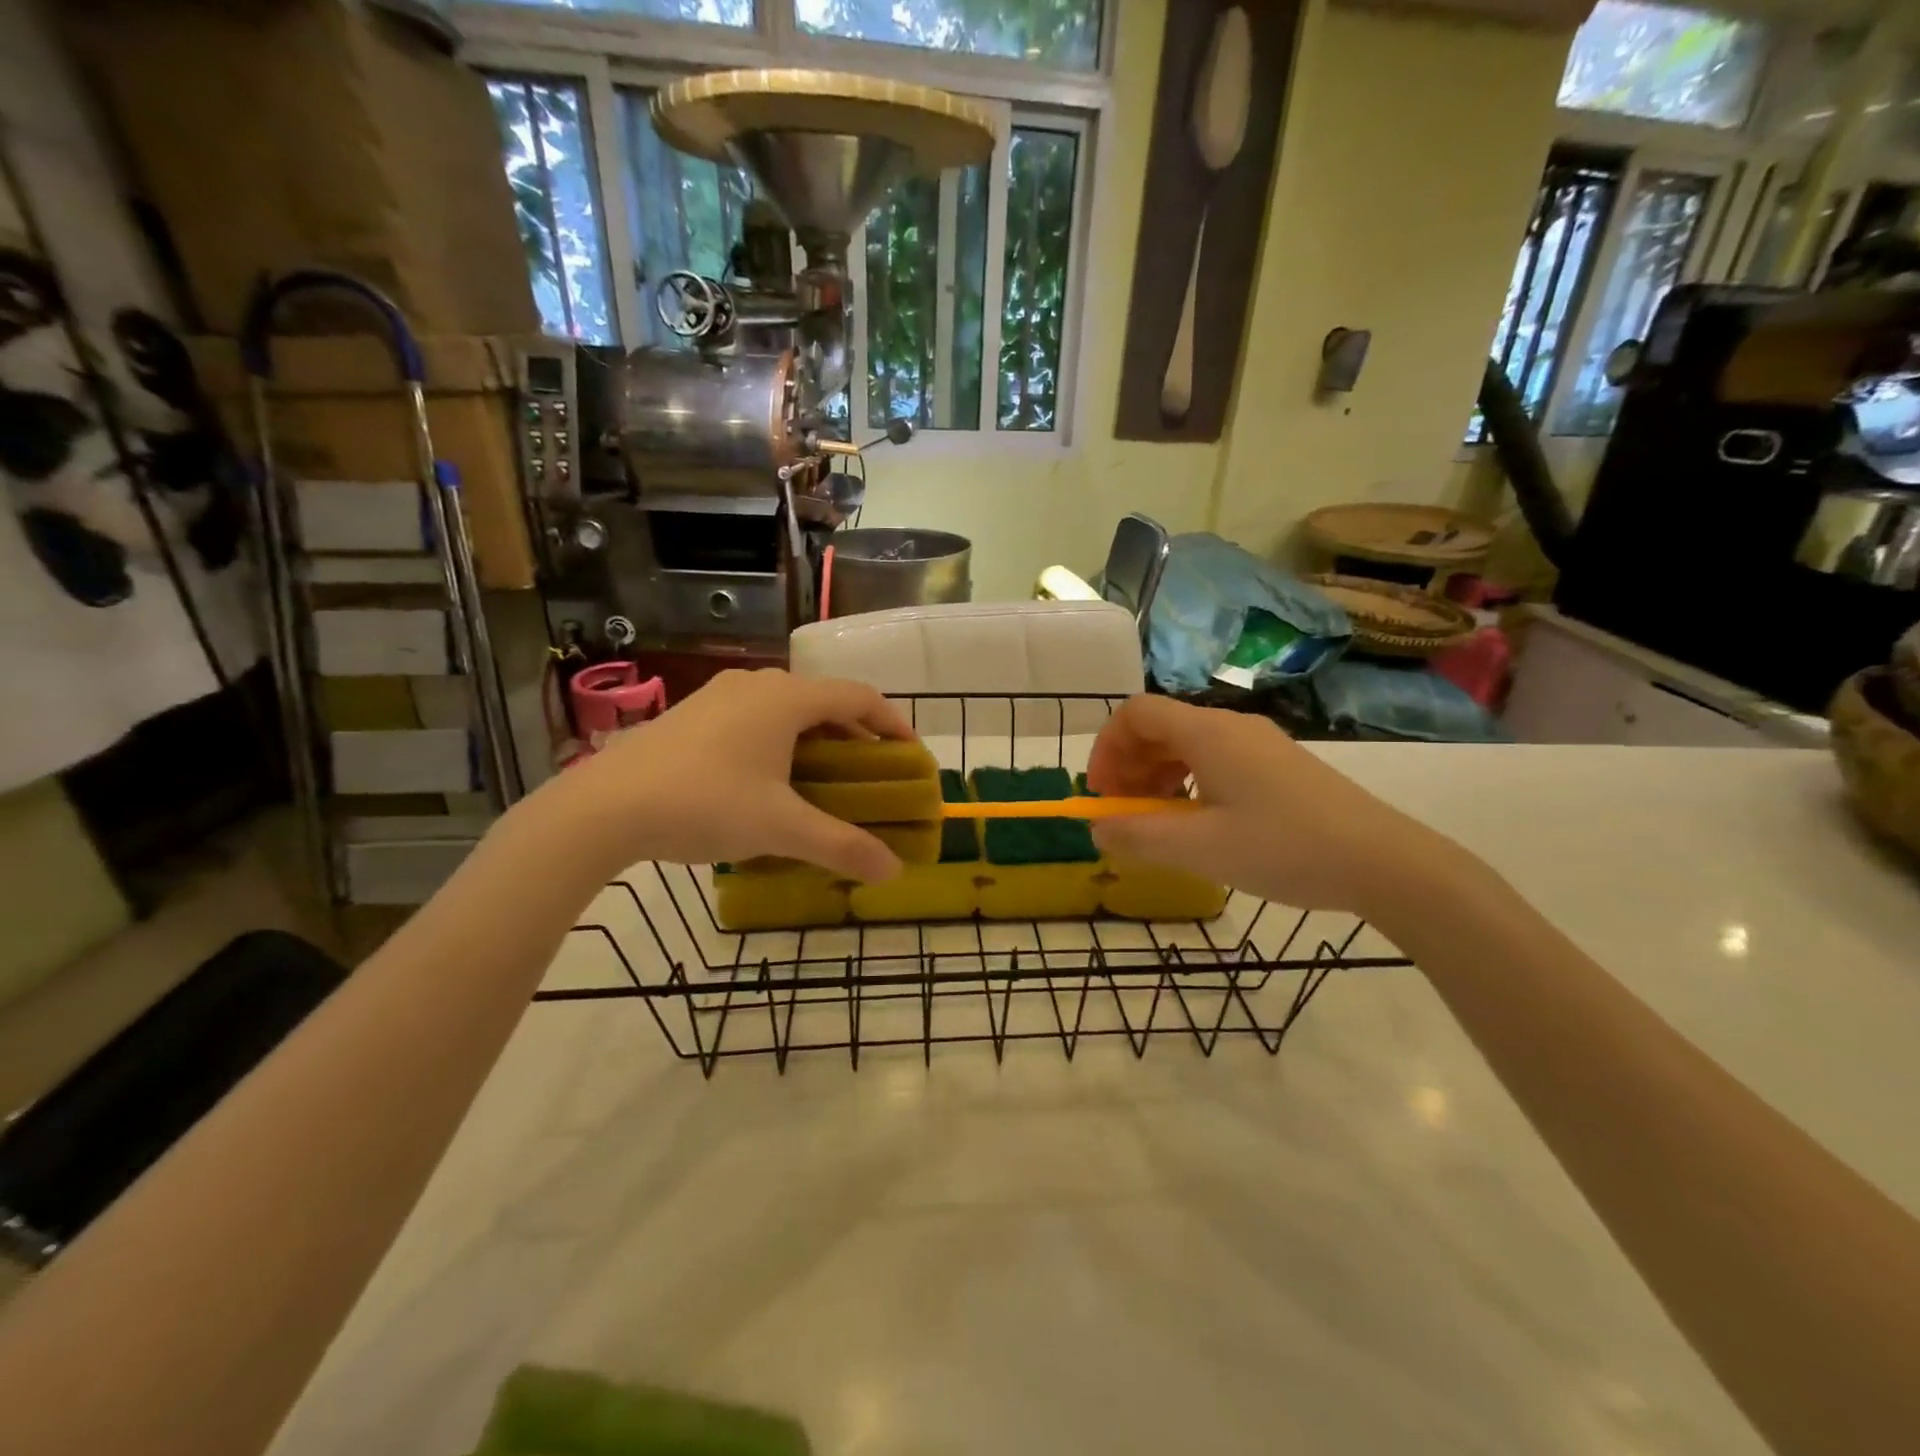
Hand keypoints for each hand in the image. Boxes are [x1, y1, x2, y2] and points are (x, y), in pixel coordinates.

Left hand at [548, 669, 911, 882]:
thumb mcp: (781, 828)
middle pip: (824, 701)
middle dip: (855, 736)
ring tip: (825, 779)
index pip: (858, 697)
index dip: (893, 722)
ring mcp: (719, 695)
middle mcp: (757, 685)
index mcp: (787, 699)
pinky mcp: (692, 713)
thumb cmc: (705, 804)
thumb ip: (842, 846)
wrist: (604, 807)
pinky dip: (780, 740)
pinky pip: (755, 717)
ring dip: (816, 739)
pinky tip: (769, 779)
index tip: (910, 754)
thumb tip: (893, 871)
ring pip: (787, 709)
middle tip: (871, 775)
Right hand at [1086, 695, 1445, 918]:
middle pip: (1160, 727)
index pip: (1136, 713)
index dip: (1106, 748)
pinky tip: (1198, 822)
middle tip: (1123, 813)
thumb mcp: (1200, 849)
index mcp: (1208, 733)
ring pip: (1187, 745)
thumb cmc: (1284, 848)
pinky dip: (1188, 782)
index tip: (1101, 793)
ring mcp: (1259, 744)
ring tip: (1156, 821)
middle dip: (1129, 766)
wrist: (1384, 861)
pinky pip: (1215, 760)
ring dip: (1157, 776)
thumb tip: (1097, 829)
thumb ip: (1138, 837)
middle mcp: (1231, 726)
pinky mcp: (1279, 765)